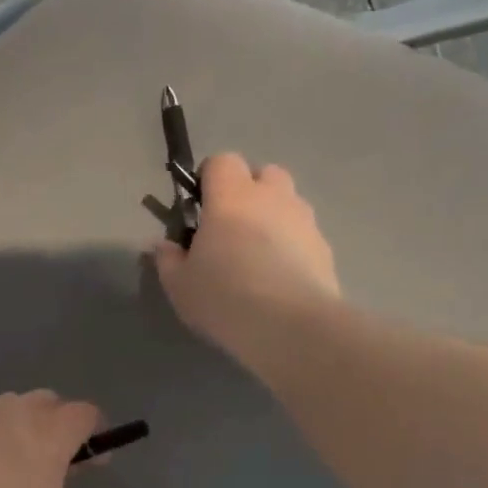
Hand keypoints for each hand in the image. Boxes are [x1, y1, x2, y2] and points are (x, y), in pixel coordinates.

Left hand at [0, 391, 155, 487]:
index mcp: (50, 434)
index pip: (84, 412)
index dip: (97, 431)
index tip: (97, 462)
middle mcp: (18, 416)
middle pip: (50, 401)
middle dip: (65, 423)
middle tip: (66, 464)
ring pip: (17, 405)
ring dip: (32, 422)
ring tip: (31, 464)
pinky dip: (3, 433)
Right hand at [153, 152, 341, 373]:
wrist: (289, 326)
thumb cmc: (224, 297)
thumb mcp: (179, 285)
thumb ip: (168, 259)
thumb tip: (163, 244)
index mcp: (231, 198)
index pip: (222, 161)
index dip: (209, 178)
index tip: (200, 207)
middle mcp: (272, 198)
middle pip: (264, 173)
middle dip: (248, 191)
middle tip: (231, 228)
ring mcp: (304, 220)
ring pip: (288, 202)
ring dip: (272, 217)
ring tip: (257, 256)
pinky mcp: (324, 247)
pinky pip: (303, 234)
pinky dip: (291, 245)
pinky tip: (279, 278)